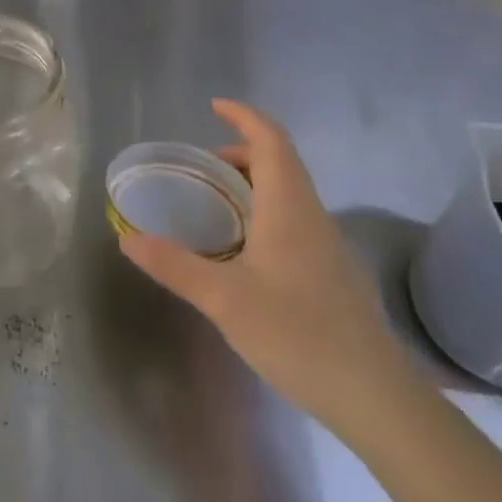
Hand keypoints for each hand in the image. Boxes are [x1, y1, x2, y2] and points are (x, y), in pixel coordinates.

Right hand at [117, 99, 416, 432]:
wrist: (373, 395)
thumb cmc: (297, 333)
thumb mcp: (224, 299)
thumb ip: (174, 265)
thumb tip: (127, 239)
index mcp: (289, 207)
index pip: (271, 140)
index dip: (244, 116)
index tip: (214, 106)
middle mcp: (312, 215)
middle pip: (281, 162)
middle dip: (242, 152)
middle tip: (202, 168)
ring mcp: (328, 244)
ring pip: (290, 192)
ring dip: (255, 183)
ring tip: (217, 206)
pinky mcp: (333, 272)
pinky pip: (296, 219)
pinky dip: (266, 211)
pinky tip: (246, 251)